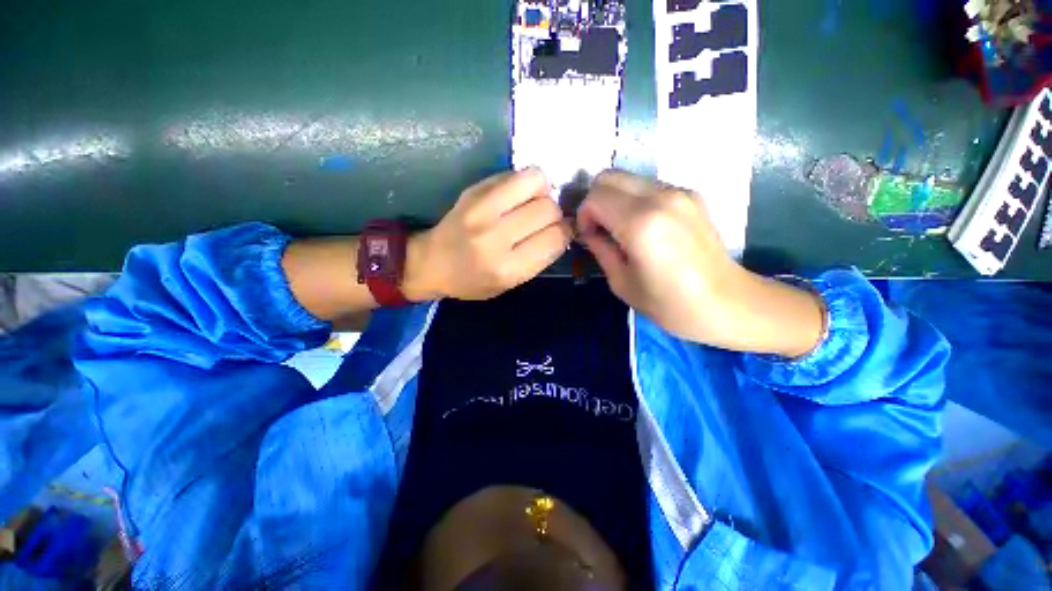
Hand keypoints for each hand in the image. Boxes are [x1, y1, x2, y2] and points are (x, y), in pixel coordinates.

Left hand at [409, 168, 572, 300]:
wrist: (430, 263)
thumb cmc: (472, 281)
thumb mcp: (509, 284)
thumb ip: (538, 259)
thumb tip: (562, 228)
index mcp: (507, 268)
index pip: (555, 239)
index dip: (566, 233)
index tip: (561, 233)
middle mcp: (495, 237)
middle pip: (548, 209)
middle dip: (555, 215)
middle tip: (545, 221)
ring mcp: (482, 209)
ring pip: (535, 181)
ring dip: (543, 191)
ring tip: (534, 202)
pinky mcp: (473, 190)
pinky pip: (514, 175)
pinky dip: (525, 183)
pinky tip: (517, 196)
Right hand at [577, 170, 823, 356]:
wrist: (727, 303)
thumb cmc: (669, 303)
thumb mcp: (621, 282)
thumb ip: (600, 249)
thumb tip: (590, 232)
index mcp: (640, 223)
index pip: (595, 197)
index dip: (584, 216)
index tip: (590, 237)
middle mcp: (660, 197)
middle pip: (609, 176)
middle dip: (596, 201)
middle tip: (601, 229)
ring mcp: (679, 192)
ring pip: (629, 178)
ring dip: (615, 199)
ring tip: (622, 230)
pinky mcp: (691, 195)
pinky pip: (649, 186)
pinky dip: (635, 200)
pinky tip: (644, 227)